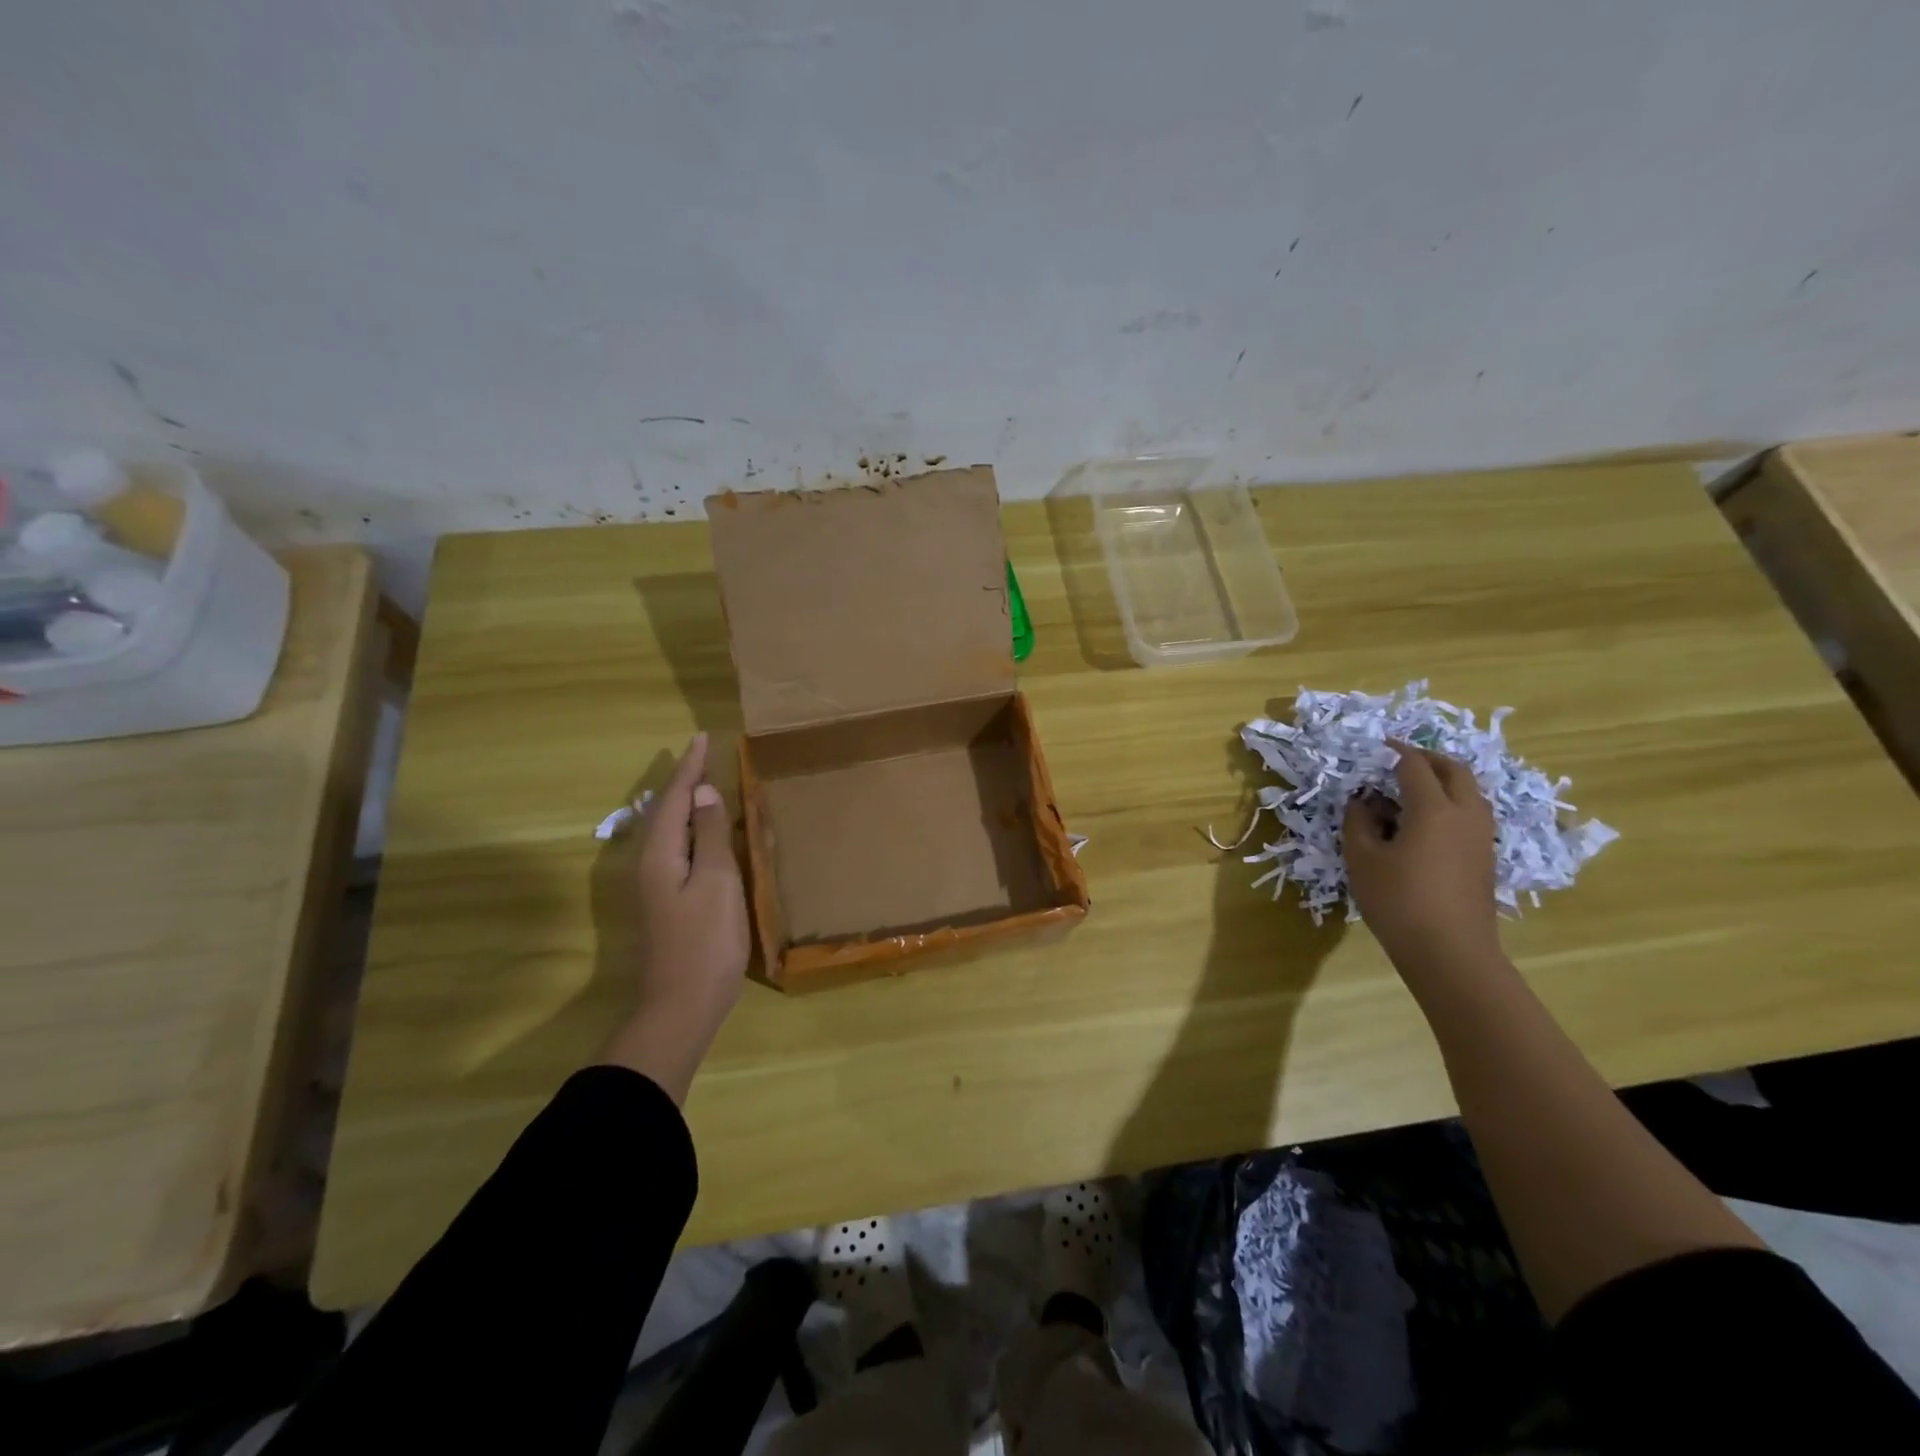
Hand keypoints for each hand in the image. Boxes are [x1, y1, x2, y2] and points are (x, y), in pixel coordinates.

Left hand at [600, 732, 750, 1102]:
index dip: (690, 767)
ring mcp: (656, 885)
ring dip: (686, 803)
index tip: (702, 738)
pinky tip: (706, 832)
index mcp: (661, 854)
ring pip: (670, 830)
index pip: (674, 798)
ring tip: (704, 782)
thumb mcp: (717, 882)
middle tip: (703, 754)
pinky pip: (677, 848)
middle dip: (683, 780)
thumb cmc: (706, 942)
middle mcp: (650, 863)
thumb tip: (703, 792)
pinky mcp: (666, 901)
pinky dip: (692, 829)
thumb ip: (711, 835)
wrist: (681, 1006)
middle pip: (665, 810)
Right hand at [1343, 740, 1501, 979]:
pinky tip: (1423, 823)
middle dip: (1427, 758)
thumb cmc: (1399, 901)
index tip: (1375, 746)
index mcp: (1434, 809)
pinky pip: (1471, 814)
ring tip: (1410, 790)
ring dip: (1443, 780)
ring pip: (1469, 792)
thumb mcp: (1363, 859)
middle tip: (1399, 760)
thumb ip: (1359, 822)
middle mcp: (1465, 814)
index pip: (1414, 765)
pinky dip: (1450, 803)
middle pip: (1454, 770)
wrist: (1451, 952)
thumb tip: (1362, 801)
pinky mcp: (1485, 857)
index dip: (1394, 751)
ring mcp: (1481, 837)